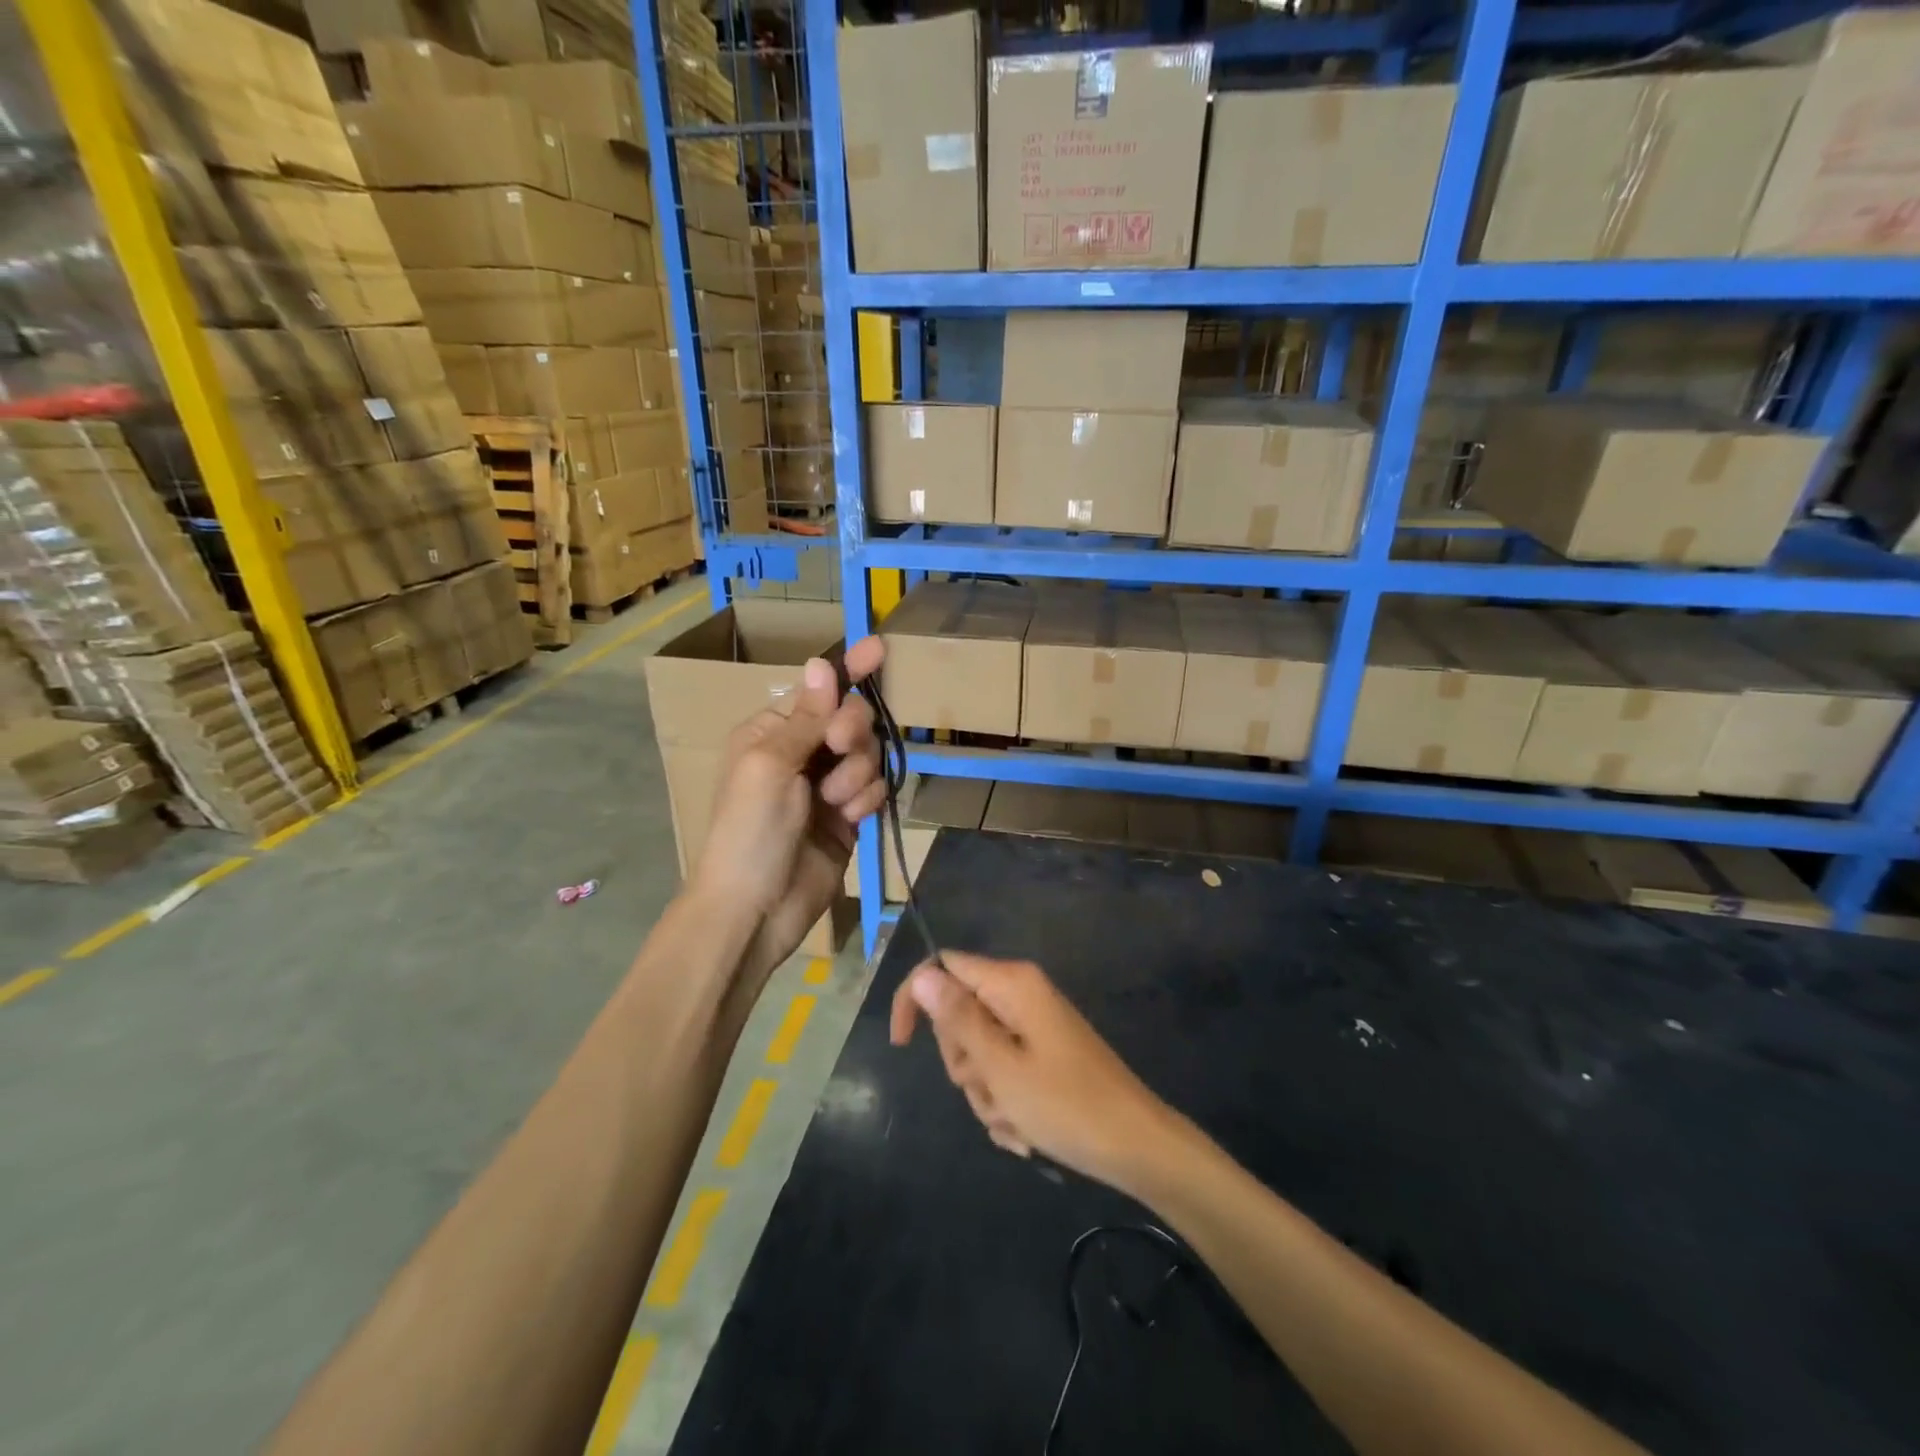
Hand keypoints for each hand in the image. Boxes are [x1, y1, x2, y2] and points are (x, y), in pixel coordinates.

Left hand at [691, 637, 885, 988]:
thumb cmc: (749, 831)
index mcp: (772, 732)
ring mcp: (826, 786)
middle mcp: (801, 753)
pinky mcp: (848, 817)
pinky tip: (850, 819)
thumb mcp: (770, 765)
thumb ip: (805, 717)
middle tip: (840, 746)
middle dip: (852, 731)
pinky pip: (875, 788)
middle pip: (852, 719)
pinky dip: (866, 799)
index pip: (818, 692)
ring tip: (836, 804)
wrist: (756, 909)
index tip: (880, 648)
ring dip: (857, 774)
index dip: (849, 670)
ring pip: (869, 755)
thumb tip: (820, 663)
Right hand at [889, 952, 1179, 1194]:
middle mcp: (1021, 995)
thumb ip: (958, 1019)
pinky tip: (1026, 1130)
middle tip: (990, 1091)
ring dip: (986, 1092)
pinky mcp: (1043, 1054)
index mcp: (1012, 984)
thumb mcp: (1001, 1067)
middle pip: (959, 1014)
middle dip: (963, 1062)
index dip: (916, 998)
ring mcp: (1034, 1025)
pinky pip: (1003, 1072)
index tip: (902, 1045)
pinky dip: (1005, 1103)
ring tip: (1015, 1119)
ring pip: (978, 1051)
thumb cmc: (1066, 1105)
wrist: (1137, 1146)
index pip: (943, 966)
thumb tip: (923, 975)